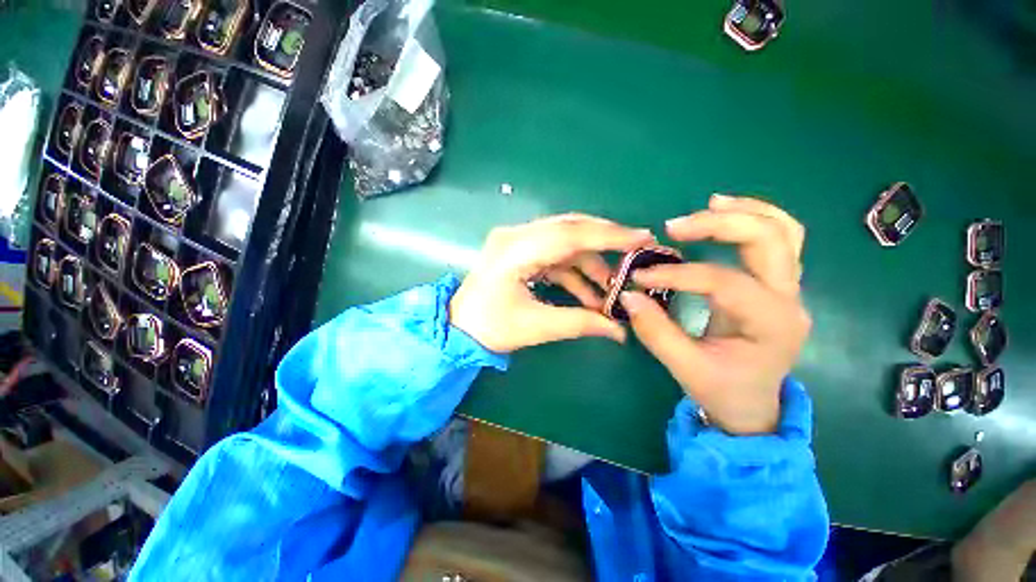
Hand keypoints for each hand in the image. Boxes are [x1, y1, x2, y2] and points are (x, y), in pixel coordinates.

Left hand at [450, 214, 654, 352]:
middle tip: (635, 254)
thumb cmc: (490, 328)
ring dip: (589, 265)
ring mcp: (517, 242)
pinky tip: (589, 294)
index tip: (642, 237)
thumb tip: (620, 332)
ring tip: (610, 290)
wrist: (458, 328)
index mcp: (515, 250)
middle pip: (569, 228)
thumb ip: (580, 323)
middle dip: (604, 242)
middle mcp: (515, 236)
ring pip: (565, 242)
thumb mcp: (536, 326)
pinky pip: (555, 255)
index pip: (569, 234)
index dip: (608, 235)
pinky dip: (574, 272)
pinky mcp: (520, 252)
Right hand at [620, 195, 810, 434]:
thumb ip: (655, 331)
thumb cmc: (722, 389)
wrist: (753, 405)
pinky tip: (724, 213)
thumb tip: (628, 295)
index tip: (640, 276)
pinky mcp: (777, 285)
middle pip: (768, 239)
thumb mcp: (684, 367)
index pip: (724, 282)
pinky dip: (754, 219)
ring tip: (707, 205)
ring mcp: (789, 289)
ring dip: (744, 212)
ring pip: (782, 231)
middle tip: (673, 227)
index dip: (678, 274)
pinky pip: (778, 240)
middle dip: (719, 225)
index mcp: (771, 324)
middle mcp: (789, 299)